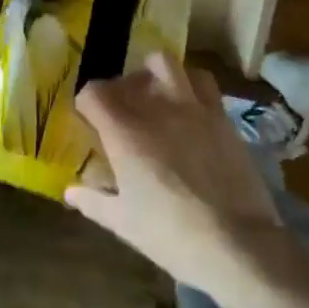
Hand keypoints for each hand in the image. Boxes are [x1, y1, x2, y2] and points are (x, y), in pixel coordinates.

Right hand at [65, 53, 286, 293]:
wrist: (238, 243)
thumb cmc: (171, 234)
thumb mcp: (123, 223)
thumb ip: (93, 202)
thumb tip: (70, 192)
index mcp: (124, 132)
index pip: (93, 93)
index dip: (87, 104)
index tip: (90, 121)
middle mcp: (155, 108)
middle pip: (128, 76)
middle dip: (120, 89)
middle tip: (122, 111)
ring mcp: (191, 107)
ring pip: (166, 64)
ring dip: (155, 74)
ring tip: (155, 95)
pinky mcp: (221, 116)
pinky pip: (202, 82)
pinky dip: (190, 85)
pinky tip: (189, 108)